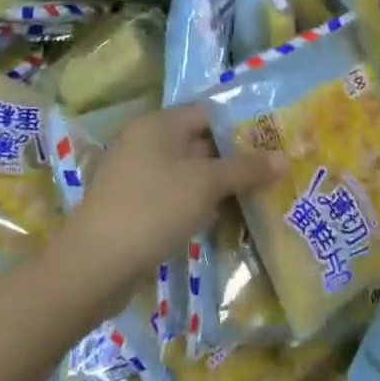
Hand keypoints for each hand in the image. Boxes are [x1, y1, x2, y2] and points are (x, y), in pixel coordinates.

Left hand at [60, 104, 282, 290]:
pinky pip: (176, 196)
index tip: (274, 141)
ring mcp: (137, 177)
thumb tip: (285, 158)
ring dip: (220, 184)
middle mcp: (145, 143)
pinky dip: (199, 203)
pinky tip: (224, 218)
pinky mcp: (135, 207)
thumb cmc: (153, 209)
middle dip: (235, 157)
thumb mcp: (206, 185)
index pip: (209, 113)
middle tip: (274, 170)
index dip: (242, 125)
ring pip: (189, 173)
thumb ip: (246, 169)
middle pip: (200, 142)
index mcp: (158, 125)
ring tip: (259, 195)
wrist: (94, 267)